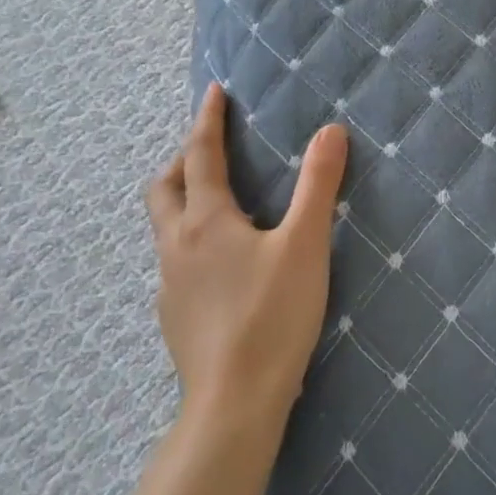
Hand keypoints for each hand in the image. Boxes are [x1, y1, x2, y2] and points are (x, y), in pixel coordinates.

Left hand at [146, 84, 347, 428]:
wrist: (233, 402)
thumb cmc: (272, 316)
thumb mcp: (305, 245)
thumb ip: (318, 186)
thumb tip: (331, 131)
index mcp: (206, 221)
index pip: (201, 156)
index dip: (207, 121)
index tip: (213, 92)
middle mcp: (177, 245)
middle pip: (165, 188)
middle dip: (183, 158)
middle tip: (210, 146)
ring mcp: (170, 283)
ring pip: (166, 226)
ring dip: (183, 199)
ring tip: (217, 199)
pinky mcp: (174, 315)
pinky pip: (175, 259)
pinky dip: (191, 238)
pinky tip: (221, 261)